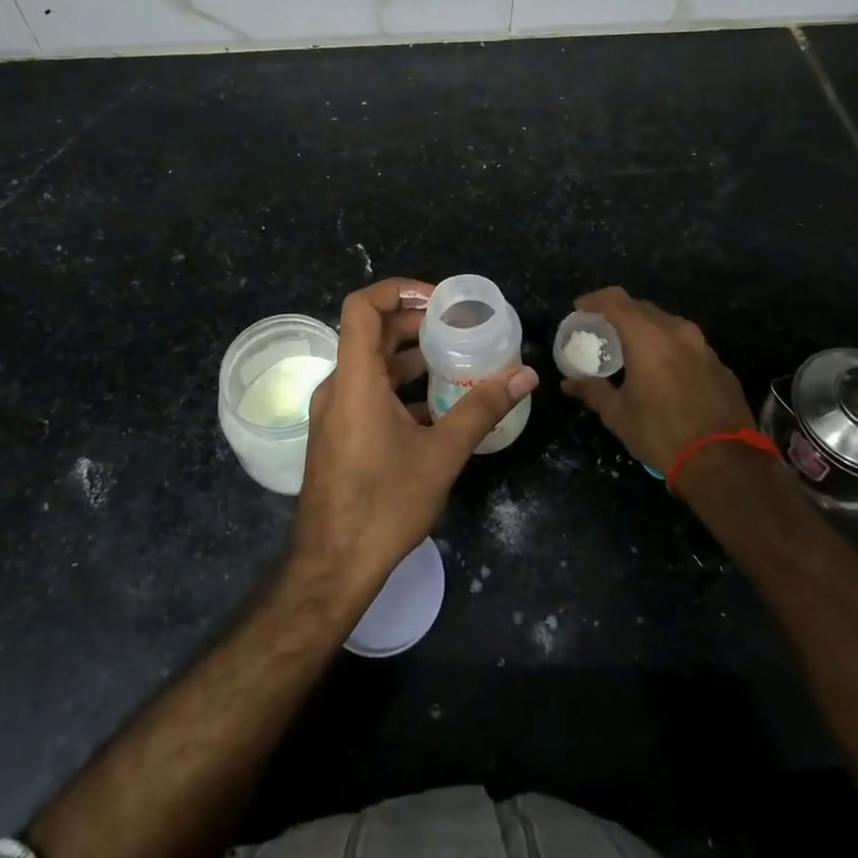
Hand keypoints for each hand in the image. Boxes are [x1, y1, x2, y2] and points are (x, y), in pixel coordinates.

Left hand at [292, 277, 537, 594]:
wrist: (332, 568)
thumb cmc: (384, 505)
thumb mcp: (441, 455)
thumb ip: (482, 409)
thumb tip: (525, 375)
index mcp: (355, 380)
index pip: (362, 307)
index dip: (398, 289)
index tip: (440, 301)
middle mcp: (338, 387)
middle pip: (372, 333)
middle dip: (415, 324)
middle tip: (460, 329)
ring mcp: (335, 412)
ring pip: (371, 365)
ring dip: (410, 356)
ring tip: (456, 360)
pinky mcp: (339, 434)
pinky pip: (368, 392)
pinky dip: (400, 386)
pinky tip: (436, 406)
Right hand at [560, 287, 755, 474]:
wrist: (725, 464)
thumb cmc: (661, 433)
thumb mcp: (618, 414)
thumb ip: (592, 391)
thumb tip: (568, 383)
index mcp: (648, 336)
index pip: (615, 300)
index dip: (594, 300)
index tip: (579, 310)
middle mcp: (677, 331)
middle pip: (642, 308)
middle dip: (619, 314)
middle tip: (602, 331)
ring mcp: (704, 347)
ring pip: (668, 325)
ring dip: (646, 330)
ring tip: (631, 350)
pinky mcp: (720, 365)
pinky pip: (687, 345)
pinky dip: (669, 349)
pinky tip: (663, 372)